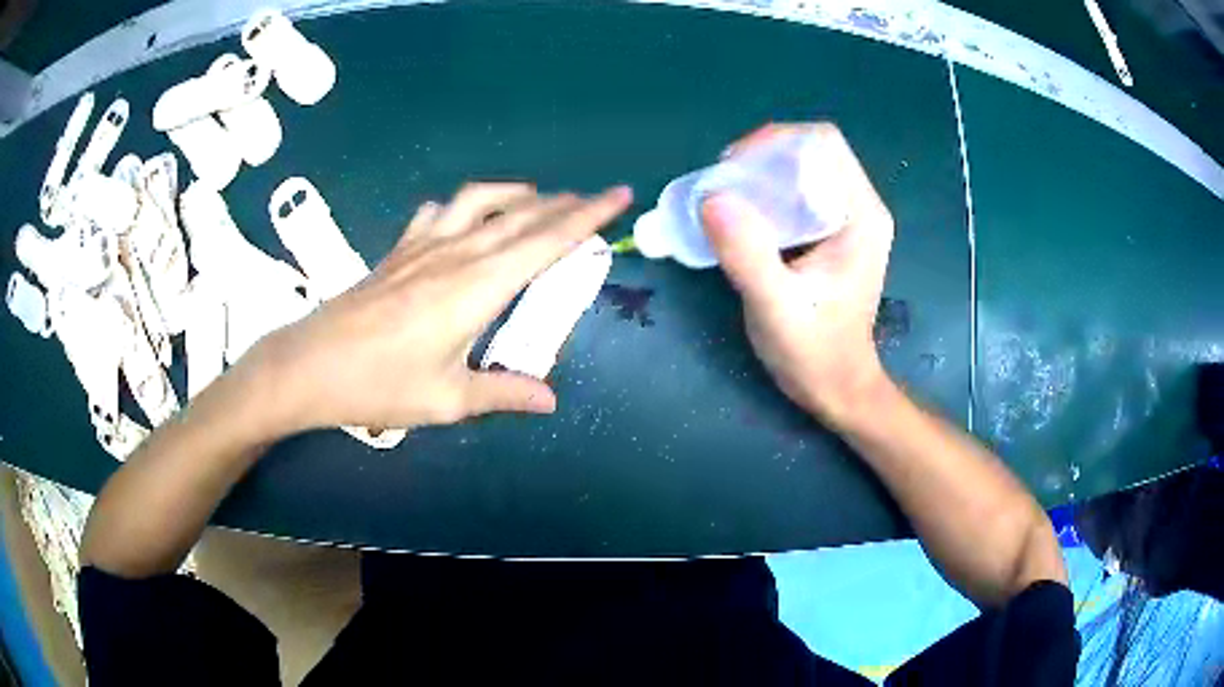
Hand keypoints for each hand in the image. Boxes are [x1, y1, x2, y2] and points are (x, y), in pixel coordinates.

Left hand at [241, 182, 632, 434]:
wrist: (308, 365)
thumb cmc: (377, 385)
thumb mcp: (446, 400)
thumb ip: (502, 394)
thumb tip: (550, 399)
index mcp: (476, 288)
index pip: (545, 241)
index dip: (586, 216)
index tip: (618, 195)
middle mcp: (455, 254)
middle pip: (521, 215)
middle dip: (565, 203)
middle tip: (595, 199)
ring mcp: (423, 246)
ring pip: (481, 201)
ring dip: (517, 195)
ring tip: (539, 200)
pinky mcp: (399, 250)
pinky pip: (440, 211)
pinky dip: (467, 204)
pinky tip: (467, 216)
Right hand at [701, 123, 893, 425]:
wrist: (838, 388)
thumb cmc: (815, 354)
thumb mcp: (777, 308)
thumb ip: (748, 255)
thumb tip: (712, 198)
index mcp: (860, 216)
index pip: (823, 144)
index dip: (775, 141)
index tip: (734, 167)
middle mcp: (858, 208)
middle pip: (809, 152)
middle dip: (761, 159)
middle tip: (721, 185)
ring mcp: (846, 220)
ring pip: (799, 171)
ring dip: (758, 177)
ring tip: (724, 200)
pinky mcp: (830, 234)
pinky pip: (795, 195)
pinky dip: (763, 197)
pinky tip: (740, 219)